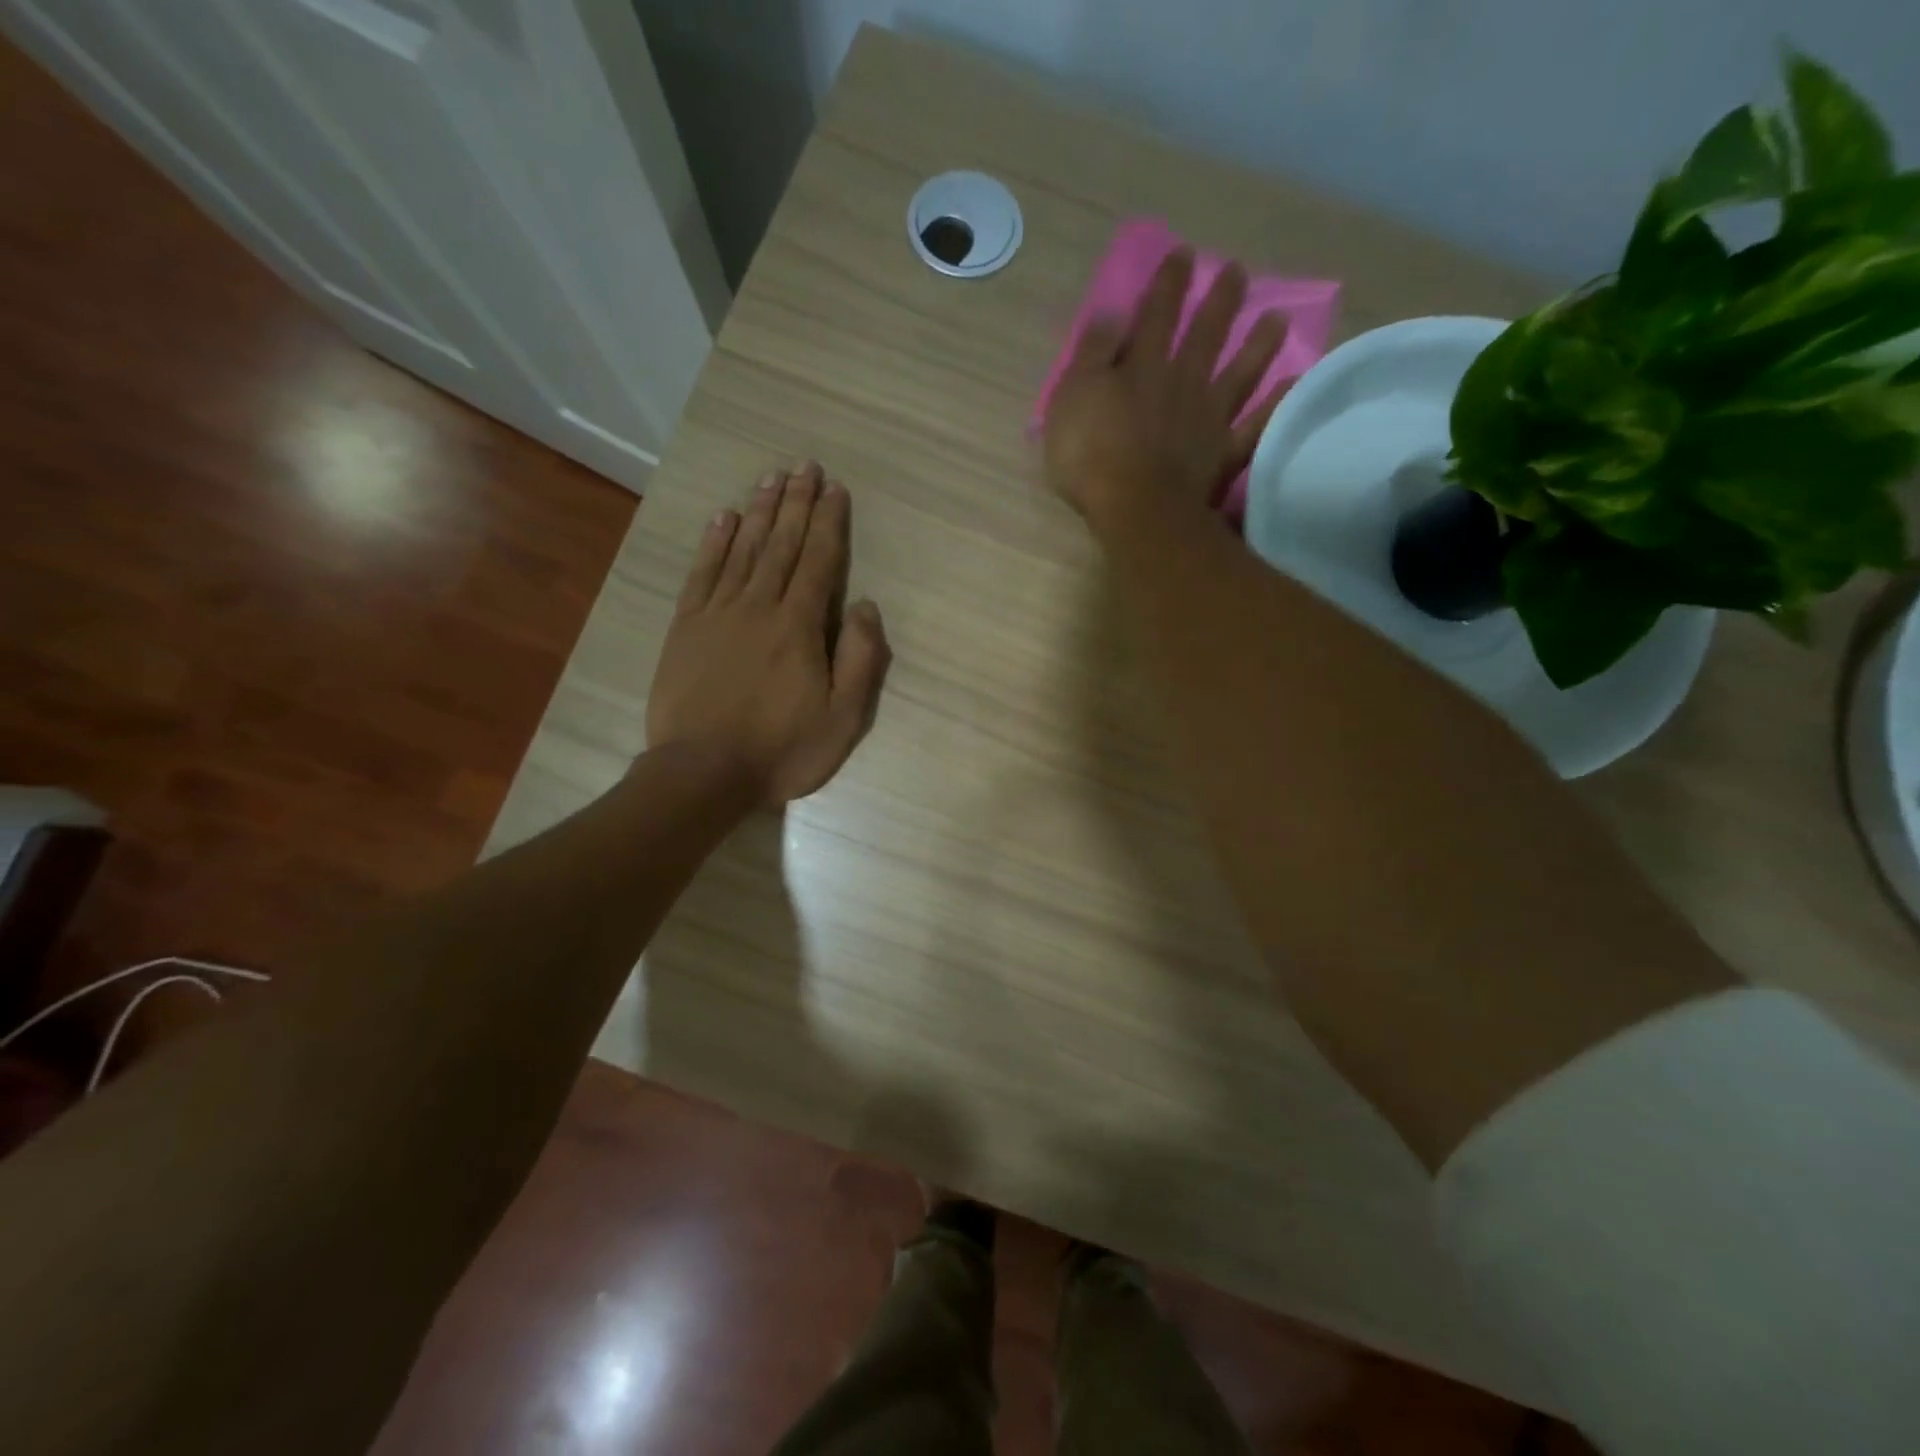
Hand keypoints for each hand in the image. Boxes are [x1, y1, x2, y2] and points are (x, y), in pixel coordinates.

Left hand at [647, 464, 890, 805]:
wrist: (703, 773)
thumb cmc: (781, 750)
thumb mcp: (843, 719)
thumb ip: (860, 660)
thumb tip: (865, 606)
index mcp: (799, 627)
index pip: (820, 561)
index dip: (830, 523)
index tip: (835, 489)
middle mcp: (759, 607)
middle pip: (782, 545)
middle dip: (797, 503)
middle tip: (805, 466)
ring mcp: (718, 614)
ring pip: (743, 550)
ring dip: (760, 511)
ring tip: (771, 478)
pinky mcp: (686, 627)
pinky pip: (703, 573)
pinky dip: (714, 542)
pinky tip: (723, 518)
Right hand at [1043, 249, 1287, 529]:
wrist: (1135, 508)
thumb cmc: (1091, 455)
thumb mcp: (1071, 398)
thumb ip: (1091, 355)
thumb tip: (1111, 312)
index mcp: (1141, 368)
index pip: (1154, 316)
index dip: (1168, 284)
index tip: (1184, 254)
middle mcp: (1181, 383)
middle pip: (1204, 335)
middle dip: (1219, 302)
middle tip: (1238, 272)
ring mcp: (1208, 419)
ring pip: (1238, 374)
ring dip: (1257, 346)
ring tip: (1277, 318)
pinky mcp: (1223, 455)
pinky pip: (1255, 427)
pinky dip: (1275, 407)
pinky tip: (1294, 386)